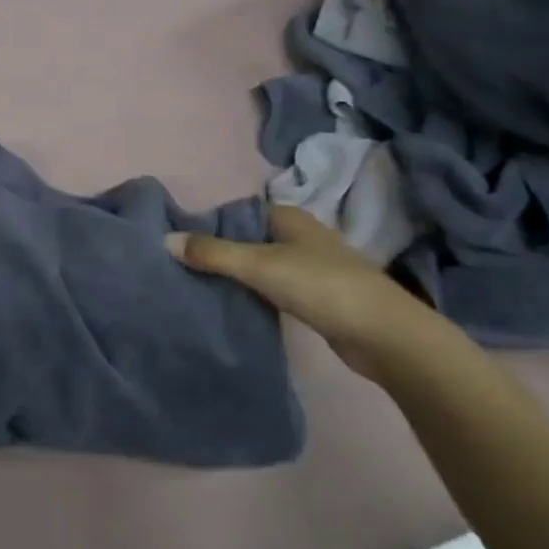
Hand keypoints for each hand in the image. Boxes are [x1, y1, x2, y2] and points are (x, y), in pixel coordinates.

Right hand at [167, 206, 458, 382]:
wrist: (384, 335)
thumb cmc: (321, 286)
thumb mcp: (259, 265)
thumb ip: (212, 253)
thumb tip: (165, 240)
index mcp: (289, 216)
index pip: (238, 212)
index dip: (210, 224)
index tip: (179, 242)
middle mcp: (300, 236)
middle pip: (248, 238)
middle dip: (219, 251)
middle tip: (182, 267)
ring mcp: (311, 267)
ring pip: (261, 264)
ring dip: (237, 274)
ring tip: (200, 287)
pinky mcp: (317, 298)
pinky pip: (273, 288)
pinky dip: (254, 293)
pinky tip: (235, 305)